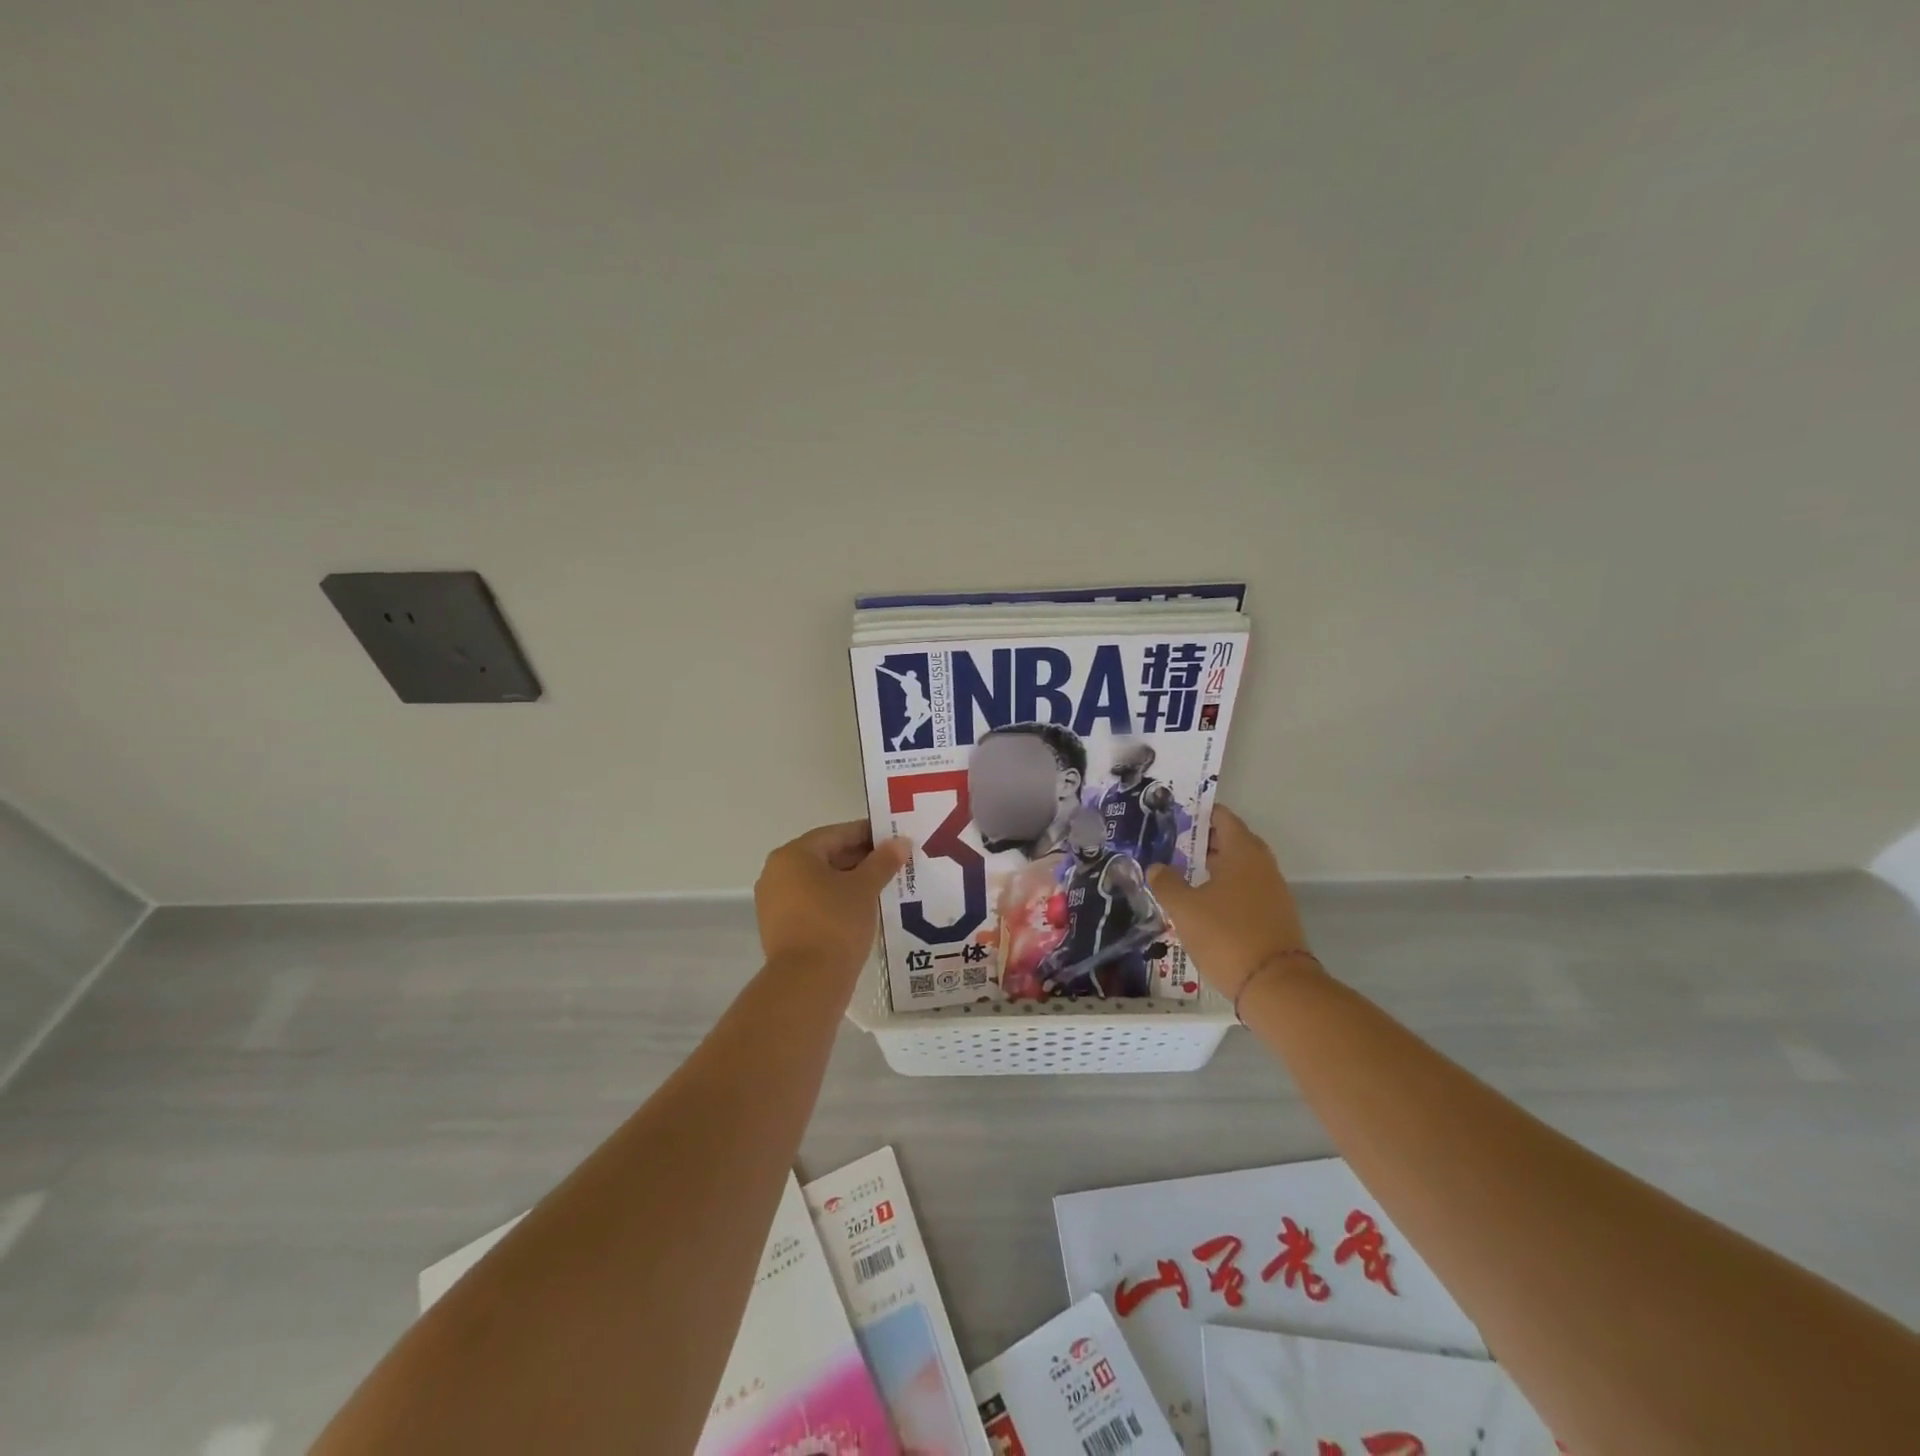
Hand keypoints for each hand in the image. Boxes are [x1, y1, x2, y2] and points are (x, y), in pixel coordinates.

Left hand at [755, 820, 909, 974]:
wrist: (807, 983)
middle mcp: (777, 872)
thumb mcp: (865, 888)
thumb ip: (883, 861)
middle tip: (893, 863)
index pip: (836, 834)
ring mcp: (774, 901)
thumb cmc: (836, 924)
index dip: (868, 834)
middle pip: (825, 856)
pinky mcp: (779, 927)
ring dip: (849, 881)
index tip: (894, 838)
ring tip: (882, 886)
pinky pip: (812, 903)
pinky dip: (835, 900)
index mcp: (793, 855)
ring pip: (819, 881)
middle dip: (860, 858)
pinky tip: (861, 909)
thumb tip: (900, 842)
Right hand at [1146, 805, 1313, 1000]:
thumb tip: (1156, 868)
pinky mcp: (1274, 916)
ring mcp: (1272, 892)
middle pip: (1232, 841)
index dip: (1200, 814)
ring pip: (1239, 868)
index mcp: (1243, 853)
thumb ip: (1166, 883)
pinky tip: (1203, 904)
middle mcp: (1262, 866)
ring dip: (1214, 866)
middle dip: (1204, 841)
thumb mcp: (1184, 908)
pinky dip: (1225, 888)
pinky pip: (1246, 890)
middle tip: (1173, 844)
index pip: (1223, 818)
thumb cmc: (1226, 935)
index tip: (1175, 816)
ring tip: (1183, 874)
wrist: (1276, 986)